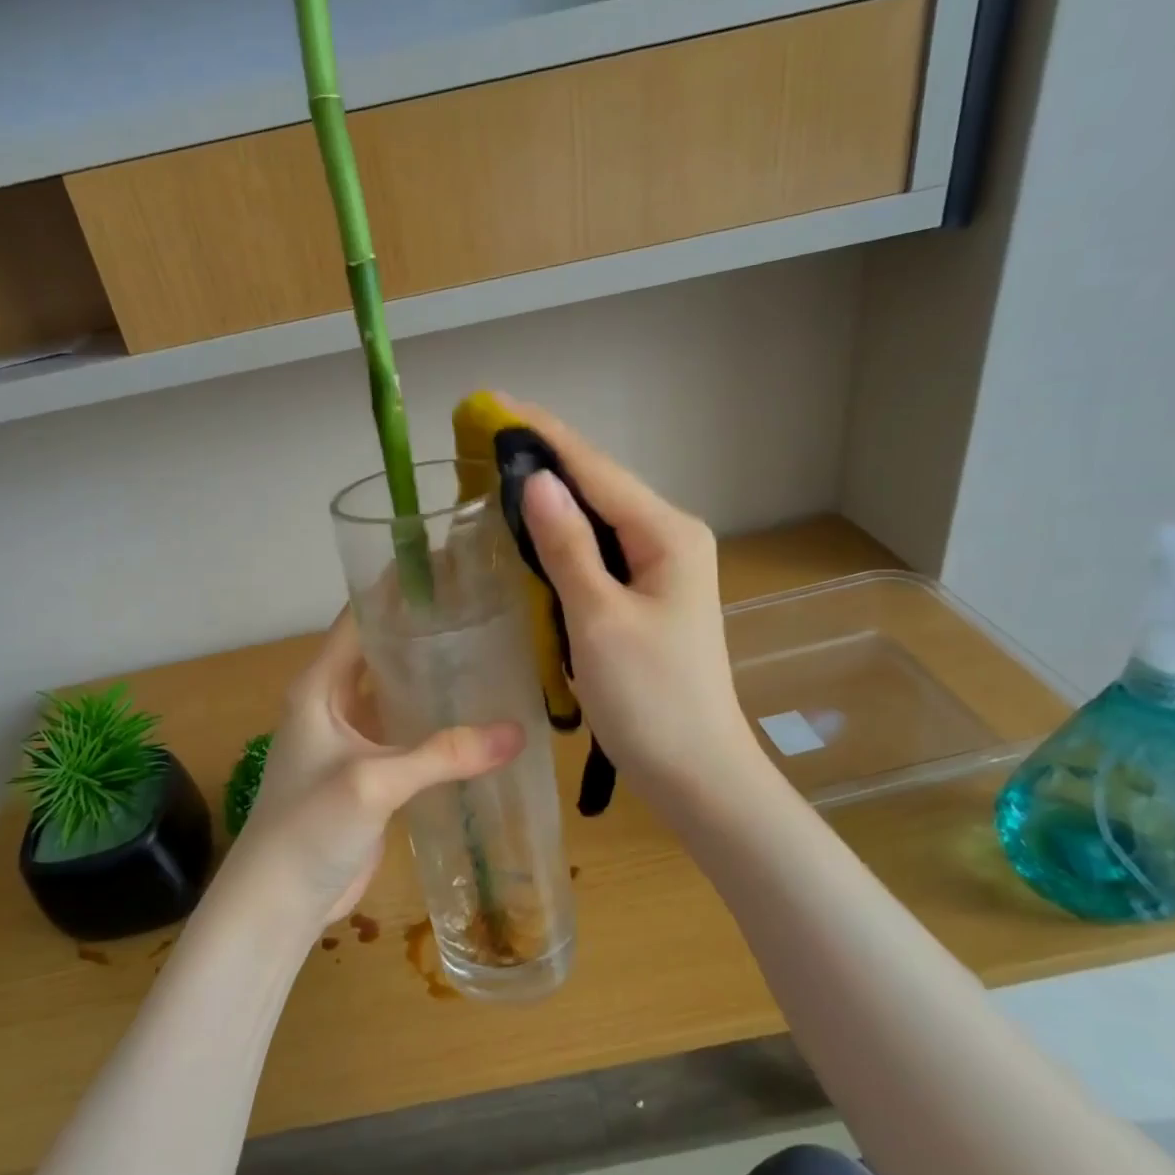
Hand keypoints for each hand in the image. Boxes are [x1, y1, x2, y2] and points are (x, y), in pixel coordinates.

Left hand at [231, 611, 524, 928]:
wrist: (280, 902)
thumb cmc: (308, 828)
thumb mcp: (373, 782)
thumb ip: (442, 755)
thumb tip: (518, 732)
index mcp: (321, 686)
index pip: (358, 619)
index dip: (397, 590)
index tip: (447, 567)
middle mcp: (334, 703)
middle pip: (382, 652)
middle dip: (425, 632)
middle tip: (485, 611)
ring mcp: (352, 740)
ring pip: (397, 694)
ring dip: (433, 679)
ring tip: (490, 655)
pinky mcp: (370, 773)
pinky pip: (407, 735)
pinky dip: (437, 725)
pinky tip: (478, 718)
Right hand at [502, 398, 767, 812]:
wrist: (694, 771)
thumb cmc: (650, 699)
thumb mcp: (600, 619)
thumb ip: (567, 546)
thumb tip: (535, 479)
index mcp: (667, 534)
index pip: (596, 469)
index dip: (543, 435)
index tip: (492, 404)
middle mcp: (669, 539)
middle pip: (597, 487)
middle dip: (542, 461)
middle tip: (481, 440)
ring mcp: (659, 569)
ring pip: (595, 520)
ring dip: (548, 499)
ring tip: (494, 475)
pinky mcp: (644, 597)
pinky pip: (596, 553)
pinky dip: (559, 540)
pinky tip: (526, 534)